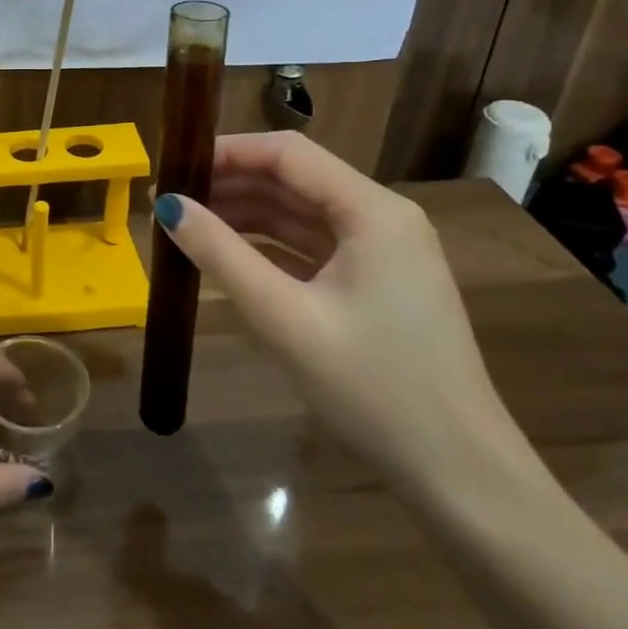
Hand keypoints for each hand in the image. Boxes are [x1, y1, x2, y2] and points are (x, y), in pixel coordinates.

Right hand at [154, 132, 528, 496]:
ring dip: (245, 213)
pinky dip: (268, 245)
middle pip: (294, 178)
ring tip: (187, 223)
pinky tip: (228, 255)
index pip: (288, 153)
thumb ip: (222, 255)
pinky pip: (312, 246)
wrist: (460, 476)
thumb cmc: (374, 389)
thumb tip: (167, 207)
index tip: (173, 167)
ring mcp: (383, 252)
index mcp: (373, 212)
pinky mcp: (377, 283)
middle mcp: (382, 218)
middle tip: (169, 199)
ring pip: (301, 212)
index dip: (226, 152)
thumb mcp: (285, 319)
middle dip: (230, 183)